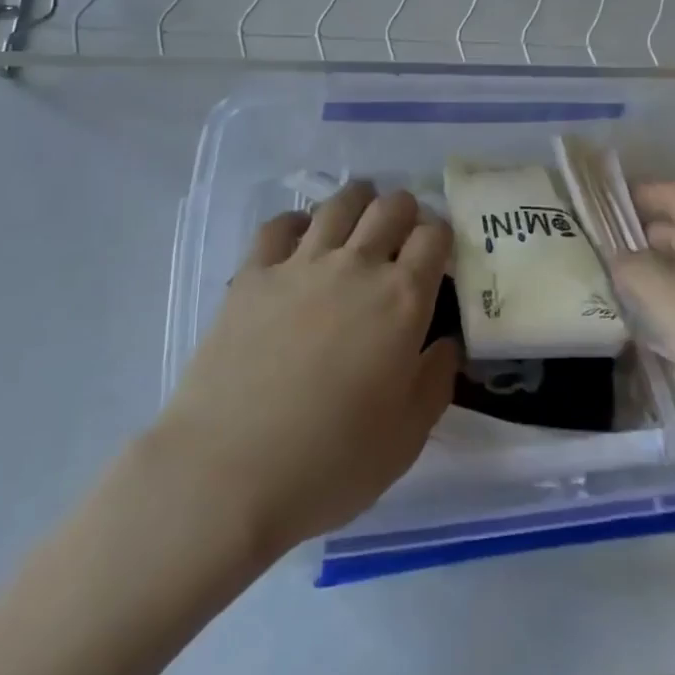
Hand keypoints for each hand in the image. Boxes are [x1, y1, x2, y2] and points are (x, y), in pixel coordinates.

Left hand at [155, 183, 457, 554]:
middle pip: (391, 207)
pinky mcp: (254, 273)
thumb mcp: (407, 437)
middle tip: (401, 234)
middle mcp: (357, 266)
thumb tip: (446, 343)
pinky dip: (298, 222)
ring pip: (339, 203)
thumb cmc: (330, 462)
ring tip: (358, 216)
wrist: (228, 472)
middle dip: (405, 210)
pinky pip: (280, 224)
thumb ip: (436, 380)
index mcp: (402, 299)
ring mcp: (302, 263)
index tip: (437, 253)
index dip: (442, 236)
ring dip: (358, 202)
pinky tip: (300, 238)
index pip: (435, 236)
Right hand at [609, 183, 674, 454]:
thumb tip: (616, 255)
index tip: (585, 215)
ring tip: (610, 296)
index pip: (662, 192)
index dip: (624, 198)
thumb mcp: (672, 304)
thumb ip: (634, 271)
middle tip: (588, 261)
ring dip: (654, 278)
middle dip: (634, 242)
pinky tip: (652, 331)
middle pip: (674, 227)